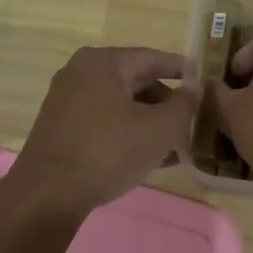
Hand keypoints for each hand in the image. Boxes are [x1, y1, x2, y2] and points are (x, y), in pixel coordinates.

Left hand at [5, 47, 199, 218]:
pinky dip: (129, 134)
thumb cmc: (109, 151)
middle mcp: (81, 74)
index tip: (204, 79)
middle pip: (135, 81)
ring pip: (121, 105)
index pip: (152, 57)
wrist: (48, 195)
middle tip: (193, 119)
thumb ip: (183, 105)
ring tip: (177, 144)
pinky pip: (105, 123)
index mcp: (103, 63)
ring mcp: (67, 102)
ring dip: (150, 122)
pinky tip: (151, 157)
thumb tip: (196, 87)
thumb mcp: (159, 128)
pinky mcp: (61, 130)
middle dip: (166, 102)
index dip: (182, 69)